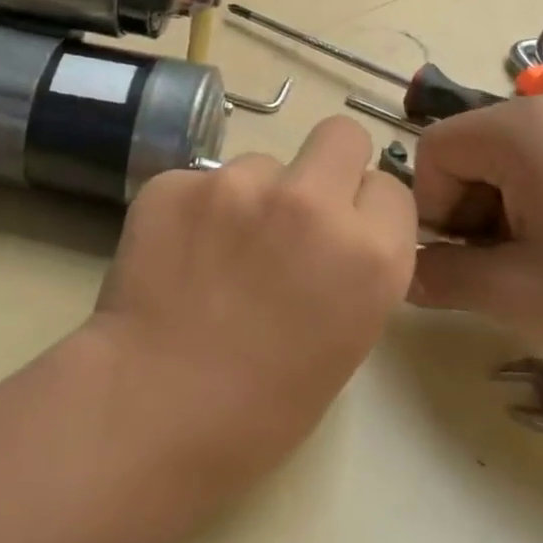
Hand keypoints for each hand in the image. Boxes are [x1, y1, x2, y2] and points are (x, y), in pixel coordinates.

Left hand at [88, 117, 416, 521]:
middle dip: (327, 163)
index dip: (365, 211)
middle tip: (294, 209)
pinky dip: (194, 209)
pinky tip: (175, 254)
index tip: (341, 233)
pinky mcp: (177, 180)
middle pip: (340, 135)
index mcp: (369, 254)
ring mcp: (238, 183)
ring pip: (260, 162)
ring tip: (215, 253)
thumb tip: (331, 237)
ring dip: (249, 196)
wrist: (152, 407)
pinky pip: (199, 180)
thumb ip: (349, 270)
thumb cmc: (259, 408)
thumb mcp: (342, 341)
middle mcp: (311, 202)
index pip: (390, 189)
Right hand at [410, 87, 542, 386]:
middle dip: (470, 210)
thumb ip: (440, 277)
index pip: (434, 151)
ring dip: (505, 210)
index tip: (466, 262)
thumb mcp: (516, 293)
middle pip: (471, 150)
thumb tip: (403, 272)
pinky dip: (542, 201)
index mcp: (522, 126)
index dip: (434, 209)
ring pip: (509, 158)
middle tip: (505, 268)